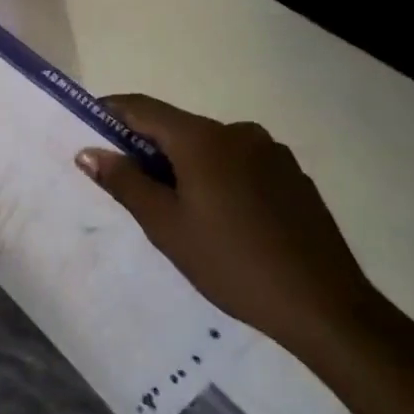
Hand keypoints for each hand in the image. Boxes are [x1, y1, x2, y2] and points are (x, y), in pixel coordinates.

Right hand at [76, 97, 378, 360]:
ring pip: (209, 147)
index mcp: (203, 139)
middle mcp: (238, 132)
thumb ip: (125, 182)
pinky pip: (239, 164)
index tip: (88, 130)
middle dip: (147, 148)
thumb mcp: (166, 226)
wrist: (324, 305)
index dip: (111, 113)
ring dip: (184, 165)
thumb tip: (88, 151)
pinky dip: (217, 177)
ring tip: (178, 211)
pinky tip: (222, 219)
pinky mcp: (292, 175)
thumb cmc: (231, 263)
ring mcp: (270, 152)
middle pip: (177, 127)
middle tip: (129, 186)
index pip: (142, 107)